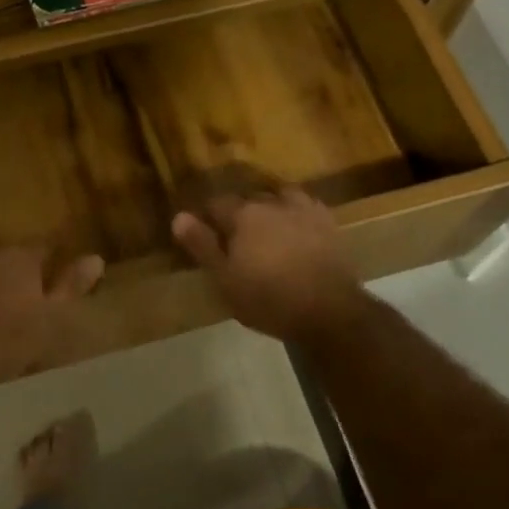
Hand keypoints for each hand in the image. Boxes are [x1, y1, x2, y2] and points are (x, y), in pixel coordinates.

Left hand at [0, 246, 104, 388]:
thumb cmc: (7, 339)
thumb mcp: (51, 318)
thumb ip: (71, 286)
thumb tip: (96, 258)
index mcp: (20, 258)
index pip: (44, 246)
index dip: (53, 258)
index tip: (59, 271)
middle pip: (10, 256)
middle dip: (19, 270)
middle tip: (29, 295)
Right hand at [172, 188, 365, 341]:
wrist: (329, 311)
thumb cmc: (268, 299)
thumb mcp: (224, 278)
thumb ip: (202, 245)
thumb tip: (179, 216)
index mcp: (244, 215)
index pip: (216, 204)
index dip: (207, 218)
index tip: (204, 235)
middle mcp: (273, 203)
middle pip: (248, 199)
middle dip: (238, 213)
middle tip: (235, 240)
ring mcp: (305, 210)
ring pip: (280, 198)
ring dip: (270, 209)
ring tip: (267, 230)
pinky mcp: (329, 224)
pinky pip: (306, 209)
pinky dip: (296, 216)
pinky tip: (296, 231)